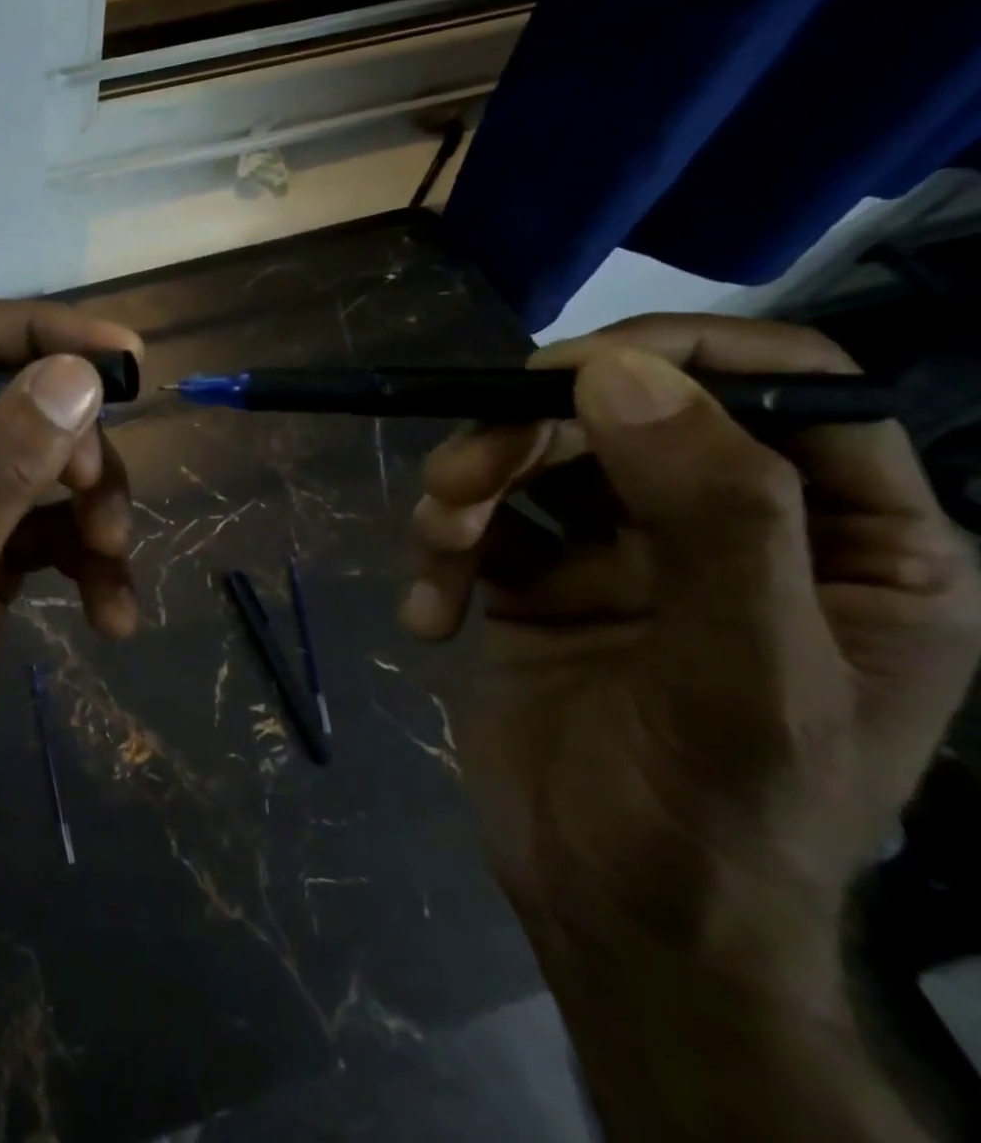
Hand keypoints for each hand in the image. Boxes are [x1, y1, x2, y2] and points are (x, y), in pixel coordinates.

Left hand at [0, 298, 141, 847]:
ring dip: (92, 505)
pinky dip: (90, 557)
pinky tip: (110, 614)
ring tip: (112, 559)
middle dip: (70, 446)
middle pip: (10, 397)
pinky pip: (53, 520)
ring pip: (44, 458)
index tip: (121, 354)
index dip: (36, 331)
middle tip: (99, 502)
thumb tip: (76, 377)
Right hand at [402, 315, 980, 990]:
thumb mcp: (740, 678)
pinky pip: (478, 526)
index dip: (678, 357)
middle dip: (521, 440)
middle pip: (620, 419)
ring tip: (435, 548)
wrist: (611, 917)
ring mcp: (622, 555)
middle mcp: (732, 530)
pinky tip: (428, 617)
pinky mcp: (536, 583)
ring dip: (465, 492)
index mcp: (847, 542)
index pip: (788, 390)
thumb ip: (710, 518)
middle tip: (451, 486)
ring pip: (531, 462)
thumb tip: (617, 375)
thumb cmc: (715, 821)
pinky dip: (440, 557)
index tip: (560, 376)